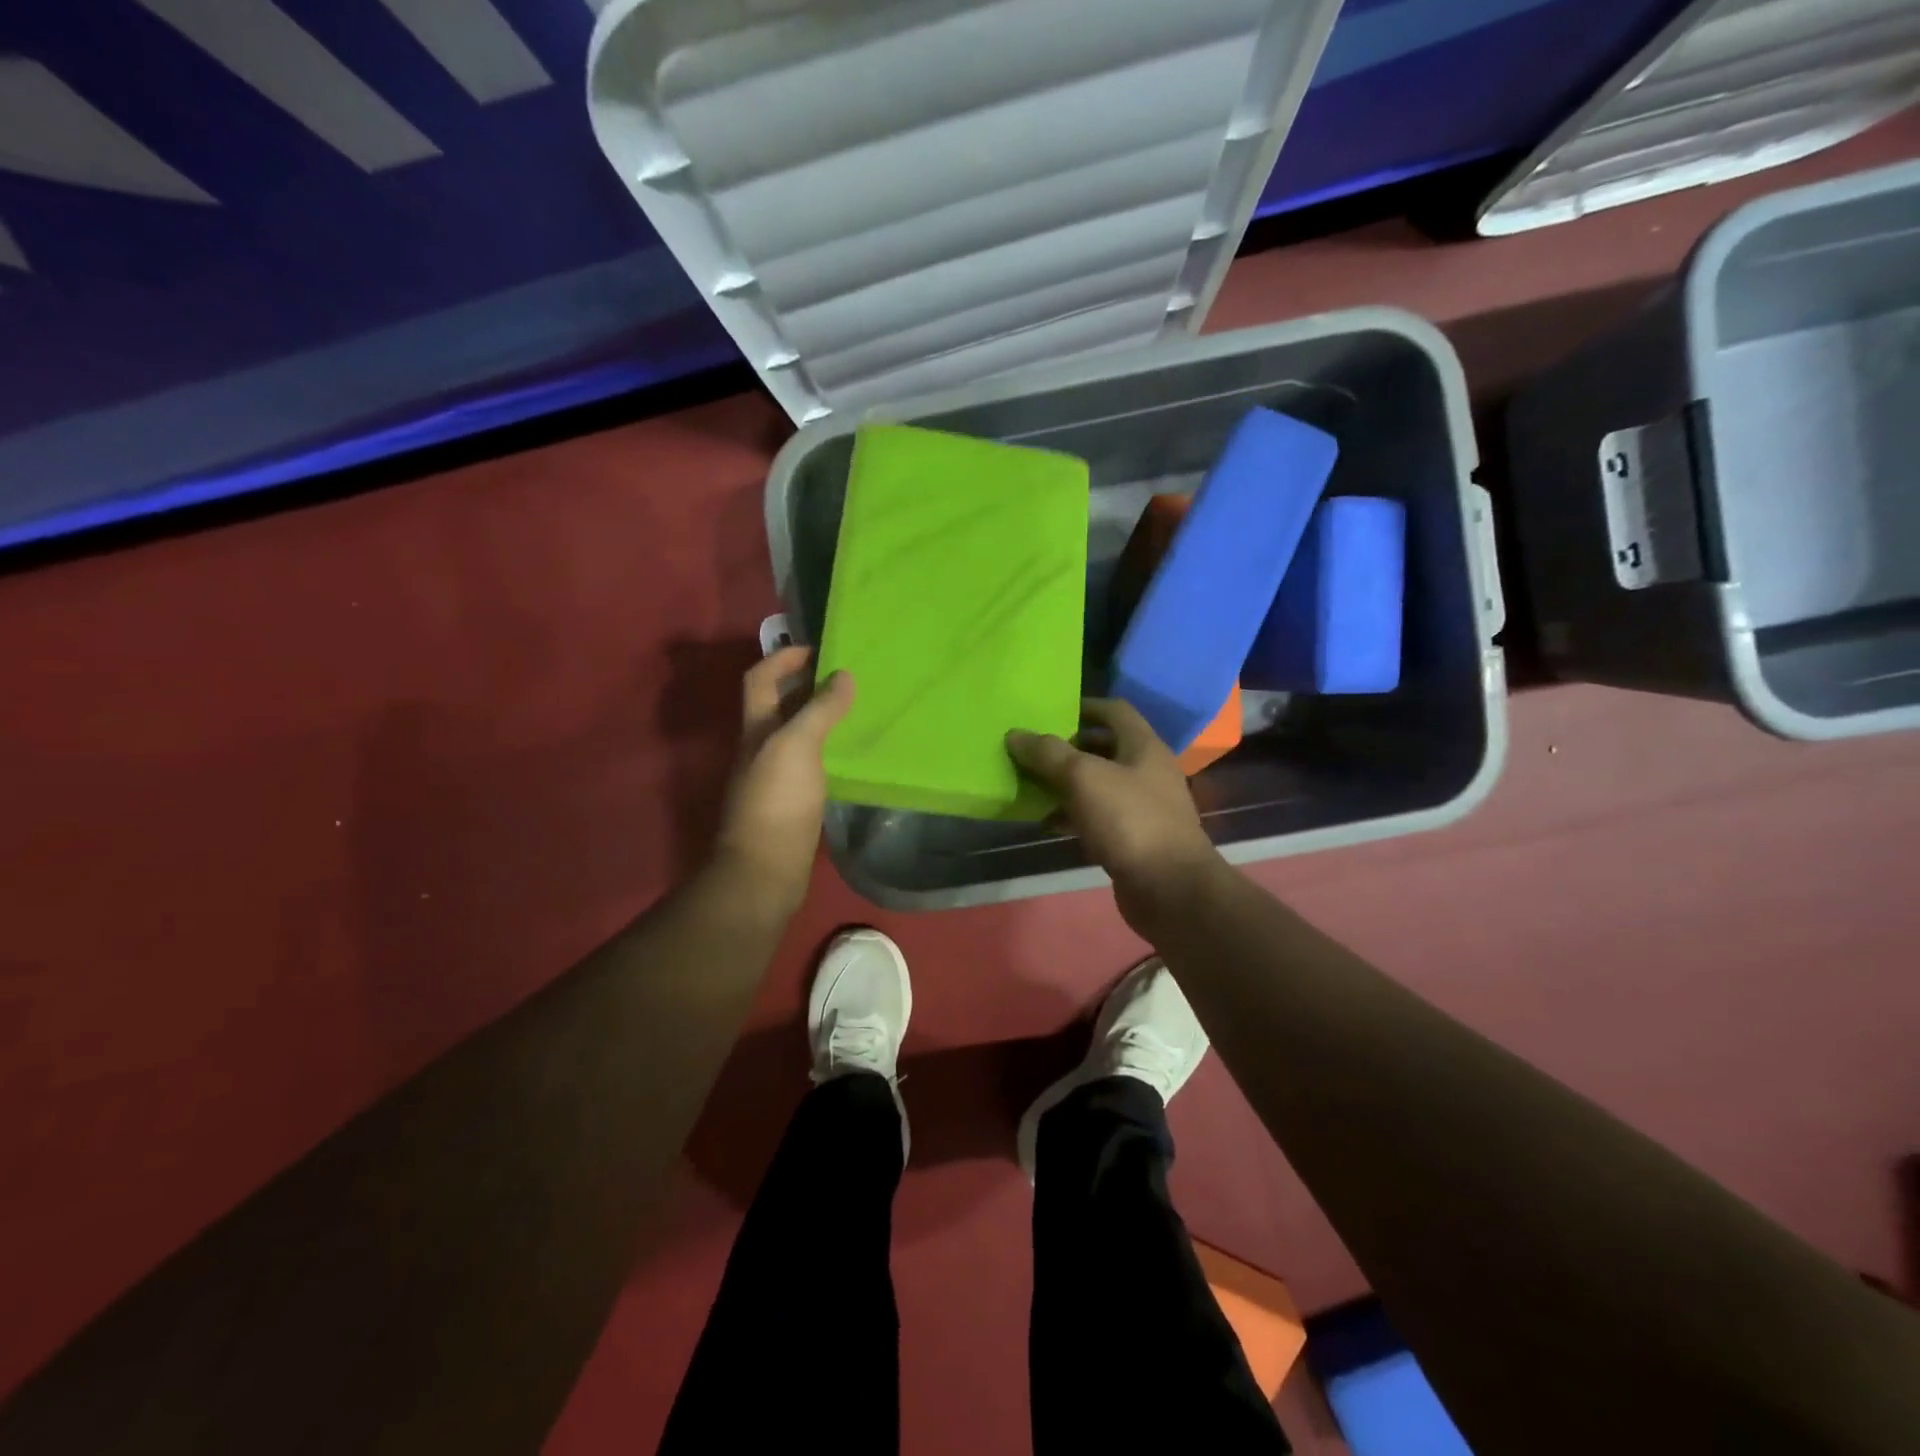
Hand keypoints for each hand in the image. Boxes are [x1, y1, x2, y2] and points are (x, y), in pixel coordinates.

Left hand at [712, 646, 853, 917]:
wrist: (765, 870)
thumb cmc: (777, 801)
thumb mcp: (797, 745)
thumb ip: (819, 709)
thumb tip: (843, 675)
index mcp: (756, 729)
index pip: (760, 678)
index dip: (783, 658)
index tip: (818, 650)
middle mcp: (761, 748)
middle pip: (776, 705)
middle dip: (804, 685)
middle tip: (845, 677)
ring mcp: (774, 777)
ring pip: (795, 735)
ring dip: (819, 718)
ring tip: (856, 709)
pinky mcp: (791, 803)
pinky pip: (809, 764)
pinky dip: (827, 751)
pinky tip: (851, 755)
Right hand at [1006, 698, 1222, 934]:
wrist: (1170, 889)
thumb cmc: (1130, 820)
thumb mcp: (1083, 778)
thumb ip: (1048, 753)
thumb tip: (1015, 734)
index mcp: (1143, 746)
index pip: (1114, 710)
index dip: (1083, 706)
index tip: (1049, 712)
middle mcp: (1146, 771)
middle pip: (1104, 748)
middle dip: (1068, 748)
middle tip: (1033, 751)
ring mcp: (1142, 807)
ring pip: (1097, 785)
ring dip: (1065, 784)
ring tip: (1030, 785)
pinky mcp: (1133, 839)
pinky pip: (1097, 817)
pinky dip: (1072, 815)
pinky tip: (1046, 822)